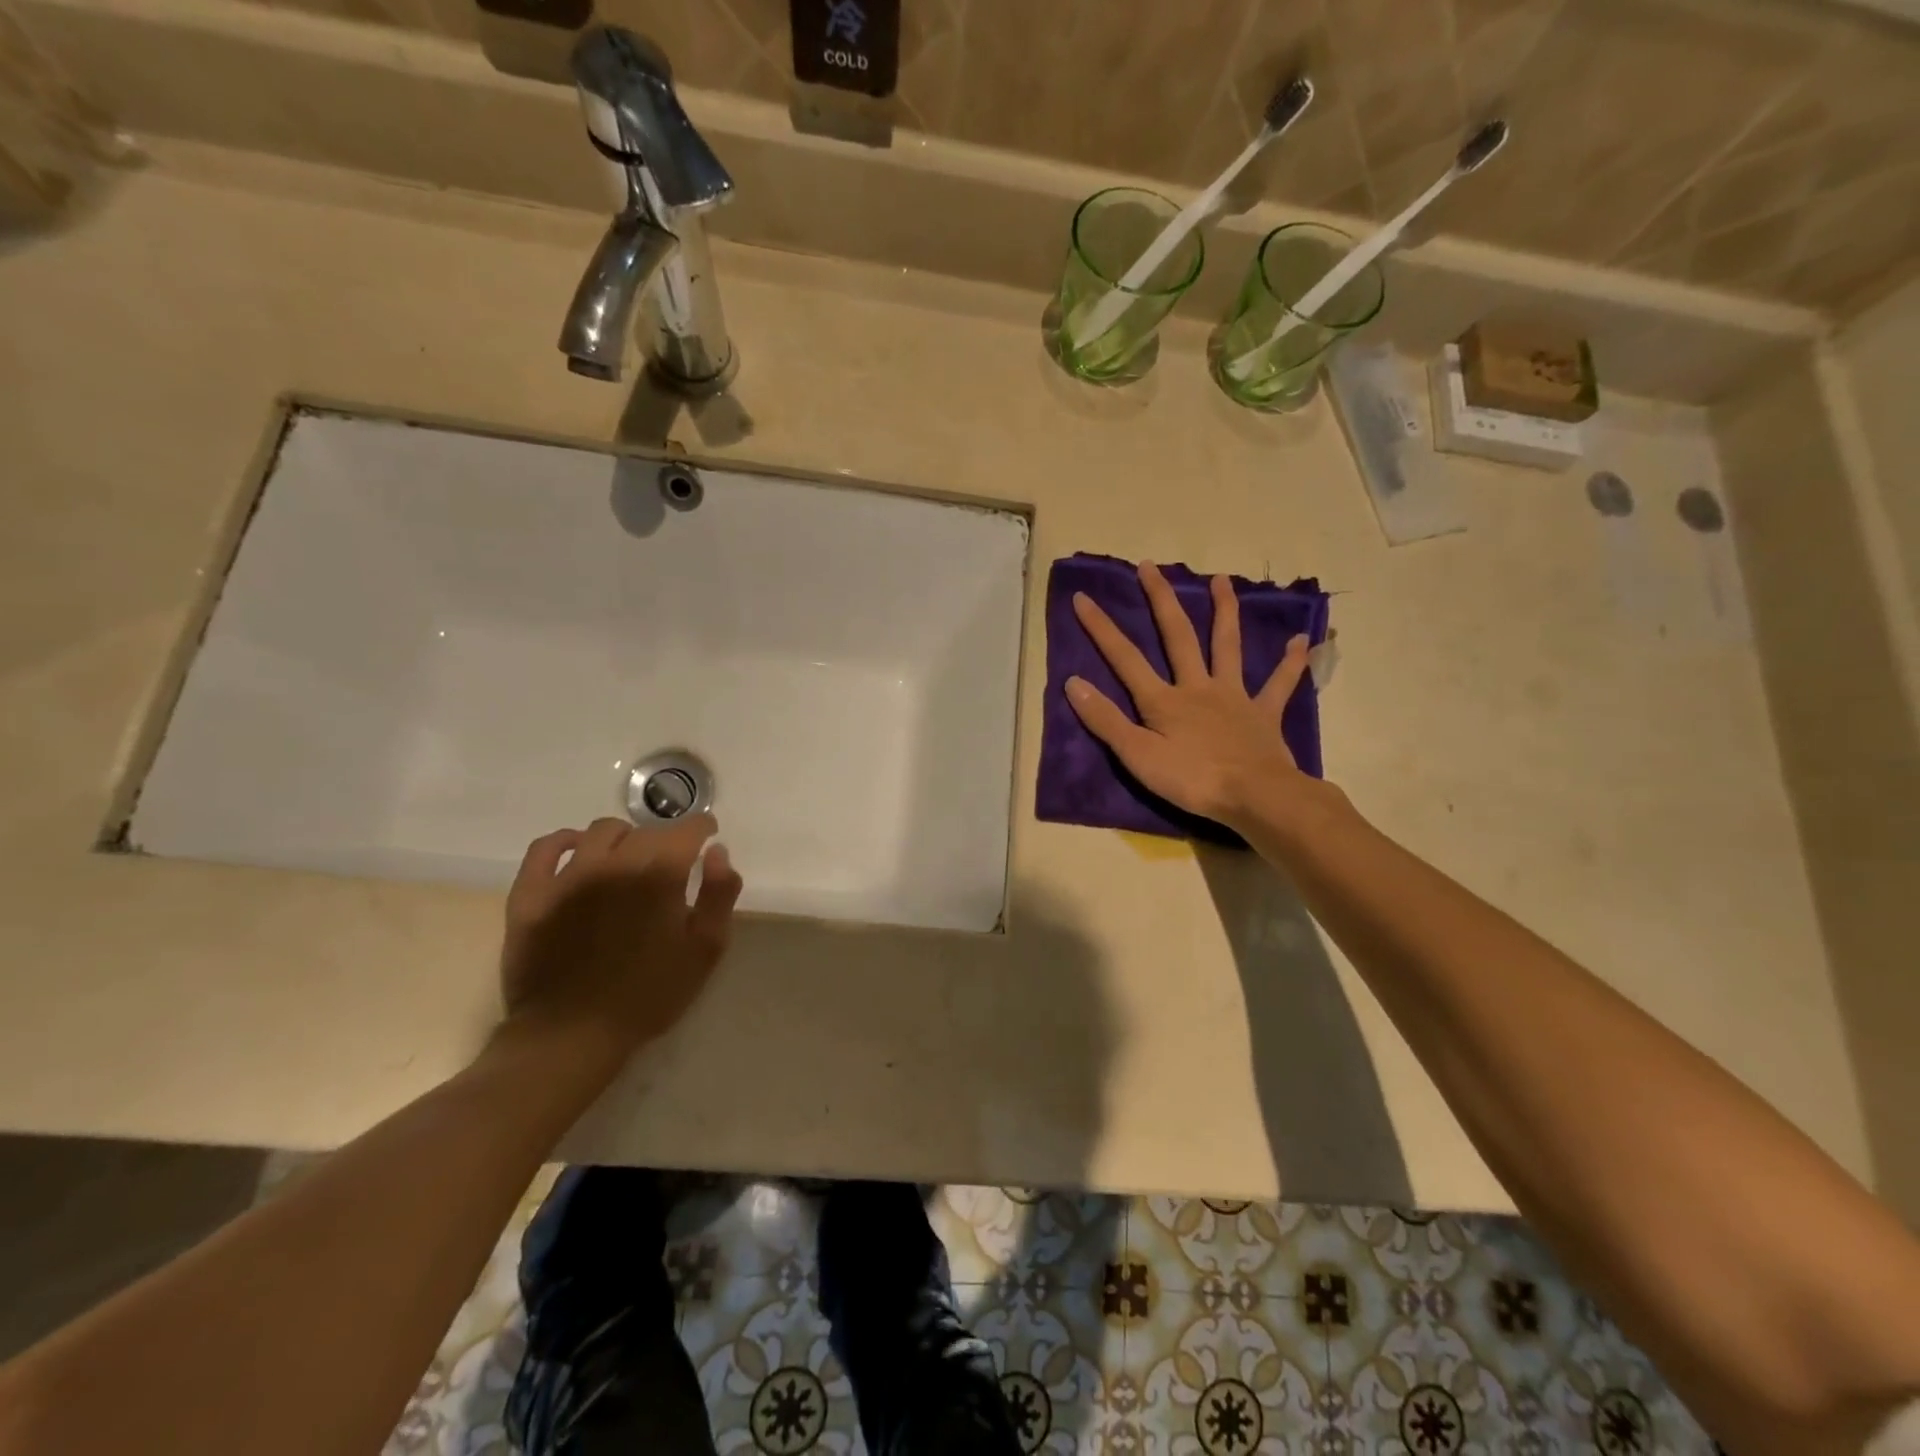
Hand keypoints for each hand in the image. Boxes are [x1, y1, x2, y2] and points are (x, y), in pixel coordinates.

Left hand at [498, 814, 742, 1065]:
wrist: (572, 1035)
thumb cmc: (649, 994)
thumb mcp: (705, 949)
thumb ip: (719, 894)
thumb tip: (717, 852)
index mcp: (659, 874)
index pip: (686, 830)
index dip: (701, 828)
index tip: (706, 837)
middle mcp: (614, 863)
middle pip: (646, 831)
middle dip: (665, 839)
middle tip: (669, 861)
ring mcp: (567, 876)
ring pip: (600, 832)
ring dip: (623, 838)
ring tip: (627, 858)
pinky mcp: (531, 893)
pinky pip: (545, 847)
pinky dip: (565, 840)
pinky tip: (576, 850)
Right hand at [1066, 561, 1315, 830]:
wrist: (1255, 796)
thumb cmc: (1191, 780)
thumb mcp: (1137, 756)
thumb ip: (1105, 719)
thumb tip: (1073, 682)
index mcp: (1163, 700)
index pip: (1125, 658)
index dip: (1101, 628)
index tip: (1084, 597)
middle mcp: (1198, 687)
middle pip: (1178, 636)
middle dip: (1160, 599)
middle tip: (1150, 566)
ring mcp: (1234, 697)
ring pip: (1227, 646)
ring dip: (1224, 611)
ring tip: (1221, 580)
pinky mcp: (1264, 714)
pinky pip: (1280, 684)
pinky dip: (1291, 663)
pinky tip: (1301, 641)